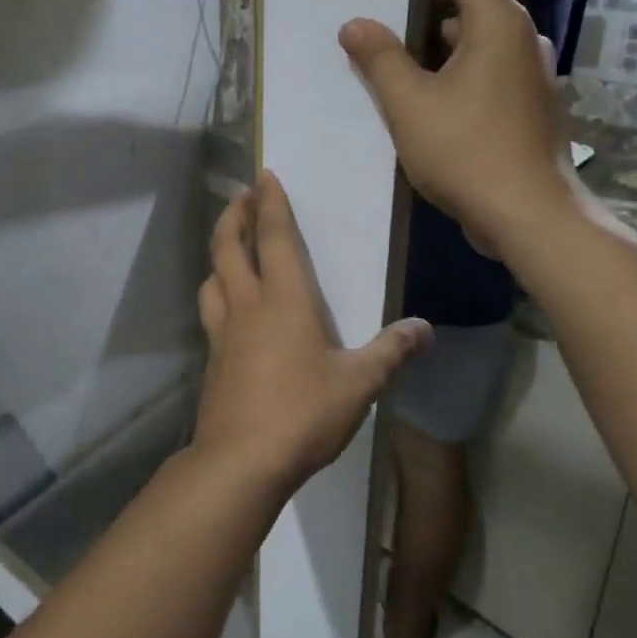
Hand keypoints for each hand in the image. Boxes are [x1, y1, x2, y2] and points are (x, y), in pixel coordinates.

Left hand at [193, 173, 429, 488]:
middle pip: (229, 247)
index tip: (264, 177)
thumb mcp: (359, 384)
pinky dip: (215, 293)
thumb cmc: (303, 413)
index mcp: (285, 301)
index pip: (274, 238)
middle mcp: (248, 306)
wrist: (241, 460)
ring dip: (219, 253)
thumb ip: (391, 352)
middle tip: (240, 196)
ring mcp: (223, 333)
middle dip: (234, 216)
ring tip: (228, 247)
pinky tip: (227, 308)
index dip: (270, 205)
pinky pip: (211, 312)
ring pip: (212, 278)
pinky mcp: (213, 359)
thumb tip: (425, 329)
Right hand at [338, 0, 578, 253]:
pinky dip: (463, 88)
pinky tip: (437, 124)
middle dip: (425, 31)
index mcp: (500, 24)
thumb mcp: (408, 103)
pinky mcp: (534, 110)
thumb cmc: (466, 150)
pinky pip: (493, 81)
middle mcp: (526, 41)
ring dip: (441, 65)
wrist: (529, 216)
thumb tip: (354, 24)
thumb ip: (379, 58)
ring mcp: (535, 77)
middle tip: (388, 62)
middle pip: (470, 11)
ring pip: (480, 51)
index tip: (393, 22)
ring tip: (405, 96)